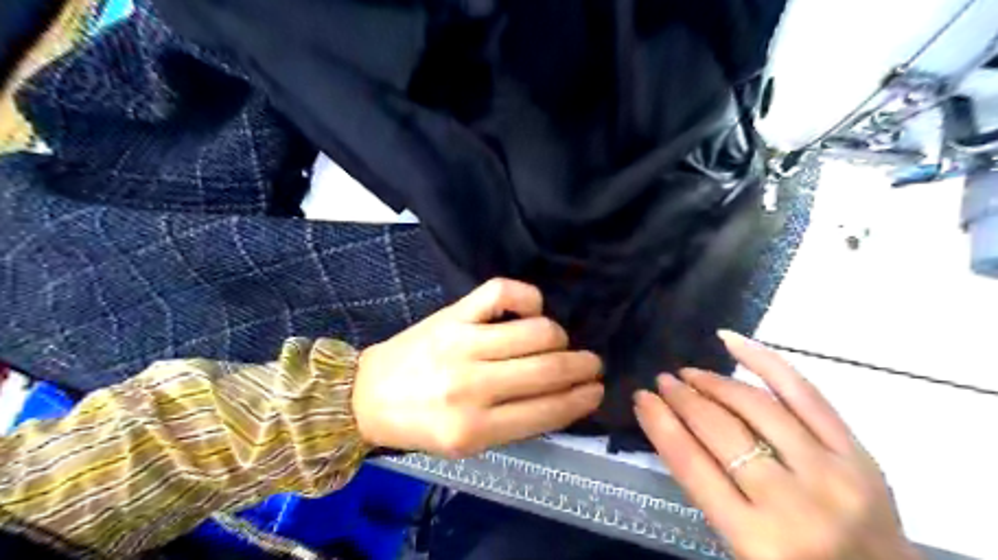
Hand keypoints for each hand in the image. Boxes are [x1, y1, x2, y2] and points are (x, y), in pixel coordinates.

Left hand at [353, 278, 598, 457]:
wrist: (367, 395)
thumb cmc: (421, 424)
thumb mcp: (468, 444)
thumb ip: (515, 423)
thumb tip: (564, 398)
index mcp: (475, 430)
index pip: (548, 410)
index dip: (582, 399)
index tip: (597, 389)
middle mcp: (471, 386)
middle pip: (548, 369)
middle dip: (583, 366)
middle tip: (592, 364)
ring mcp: (462, 344)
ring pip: (536, 331)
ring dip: (559, 337)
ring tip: (558, 342)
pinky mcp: (452, 315)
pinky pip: (502, 292)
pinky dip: (528, 297)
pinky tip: (533, 309)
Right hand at [635, 330, 922, 559]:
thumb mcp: (741, 548)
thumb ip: (710, 492)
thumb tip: (676, 428)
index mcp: (757, 538)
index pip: (692, 465)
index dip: (661, 424)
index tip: (641, 399)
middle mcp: (792, 501)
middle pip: (721, 430)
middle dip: (683, 399)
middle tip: (662, 382)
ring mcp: (830, 471)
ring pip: (756, 405)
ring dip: (714, 382)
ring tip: (689, 373)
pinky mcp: (857, 450)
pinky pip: (803, 392)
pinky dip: (763, 360)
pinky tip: (730, 341)